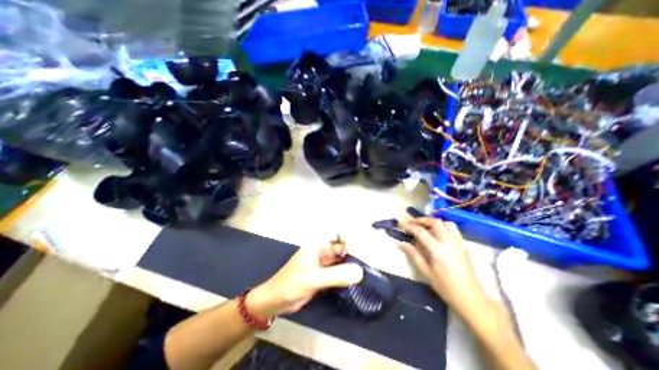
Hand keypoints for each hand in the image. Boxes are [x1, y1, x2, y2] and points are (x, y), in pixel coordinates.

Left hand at [246, 243, 362, 316]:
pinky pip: (339, 272)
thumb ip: (336, 275)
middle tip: (371, 261)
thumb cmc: (290, 284)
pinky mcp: (324, 275)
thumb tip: (360, 272)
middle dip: (355, 253)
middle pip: (342, 248)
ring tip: (368, 269)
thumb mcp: (313, 279)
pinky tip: (357, 279)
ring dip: (352, 264)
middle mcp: (322, 251)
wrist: (276, 301)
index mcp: (318, 245)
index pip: (339, 236)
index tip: (366, 247)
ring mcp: (323, 264)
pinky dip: (347, 274)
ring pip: (342, 260)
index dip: (352, 239)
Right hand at [395, 219, 488, 318]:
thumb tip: (400, 243)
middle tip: (412, 223)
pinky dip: (443, 226)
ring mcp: (458, 243)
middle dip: (421, 220)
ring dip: (433, 221)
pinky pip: (453, 230)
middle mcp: (448, 243)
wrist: (471, 299)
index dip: (410, 227)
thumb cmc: (446, 288)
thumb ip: (414, 255)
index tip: (402, 226)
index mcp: (437, 250)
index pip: (421, 232)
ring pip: (446, 223)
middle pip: (435, 222)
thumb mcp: (426, 272)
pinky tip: (438, 233)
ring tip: (424, 226)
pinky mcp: (463, 246)